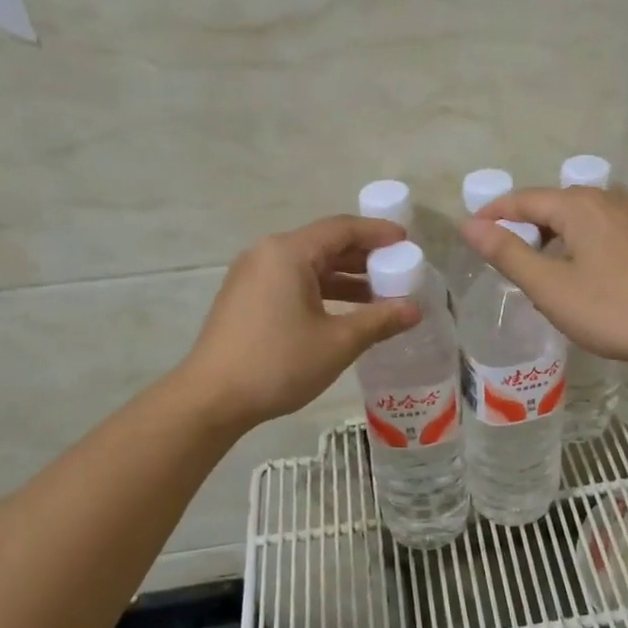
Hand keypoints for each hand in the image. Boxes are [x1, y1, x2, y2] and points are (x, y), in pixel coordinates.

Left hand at [179, 217, 419, 430]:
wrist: (212, 398)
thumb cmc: (278, 363)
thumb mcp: (338, 342)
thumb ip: (380, 320)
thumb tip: (415, 309)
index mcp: (289, 253)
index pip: (342, 229)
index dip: (378, 233)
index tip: (407, 242)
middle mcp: (267, 254)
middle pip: (324, 244)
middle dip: (364, 257)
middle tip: (398, 270)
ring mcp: (252, 276)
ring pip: (308, 266)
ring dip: (344, 277)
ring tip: (379, 296)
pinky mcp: (245, 298)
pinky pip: (292, 282)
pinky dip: (322, 290)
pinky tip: (344, 312)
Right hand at [461, 186, 627, 368]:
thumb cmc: (609, 309)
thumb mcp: (549, 285)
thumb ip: (507, 253)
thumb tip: (469, 226)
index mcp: (580, 205)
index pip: (524, 199)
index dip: (494, 214)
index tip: (470, 232)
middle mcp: (608, 199)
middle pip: (553, 205)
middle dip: (524, 226)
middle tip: (501, 256)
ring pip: (578, 218)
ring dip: (552, 237)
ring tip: (535, 267)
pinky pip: (600, 230)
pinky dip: (578, 243)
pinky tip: (575, 271)